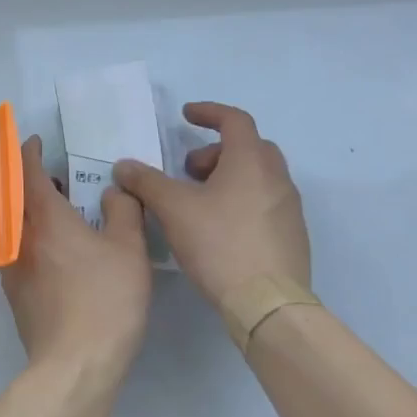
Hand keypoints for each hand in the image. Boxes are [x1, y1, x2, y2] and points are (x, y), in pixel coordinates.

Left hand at [1, 136, 152, 374]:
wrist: (74, 365)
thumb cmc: (106, 300)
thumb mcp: (129, 250)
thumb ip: (123, 211)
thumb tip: (112, 190)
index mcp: (46, 219)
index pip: (28, 173)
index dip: (30, 153)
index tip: (35, 142)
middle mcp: (20, 238)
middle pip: (14, 197)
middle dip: (28, 181)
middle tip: (53, 177)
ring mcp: (12, 268)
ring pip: (14, 226)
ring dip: (28, 211)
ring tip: (56, 212)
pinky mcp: (15, 295)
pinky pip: (17, 252)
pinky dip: (30, 238)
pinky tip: (54, 252)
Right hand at [113, 102, 311, 307]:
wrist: (268, 304)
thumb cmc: (220, 244)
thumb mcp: (173, 209)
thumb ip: (146, 182)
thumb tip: (124, 166)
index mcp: (251, 161)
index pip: (235, 120)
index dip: (208, 112)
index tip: (186, 116)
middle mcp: (277, 178)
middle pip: (249, 147)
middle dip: (216, 151)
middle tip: (189, 170)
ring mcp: (289, 208)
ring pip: (259, 176)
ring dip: (229, 177)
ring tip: (199, 201)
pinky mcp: (293, 236)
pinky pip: (266, 203)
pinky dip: (242, 200)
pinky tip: (219, 228)